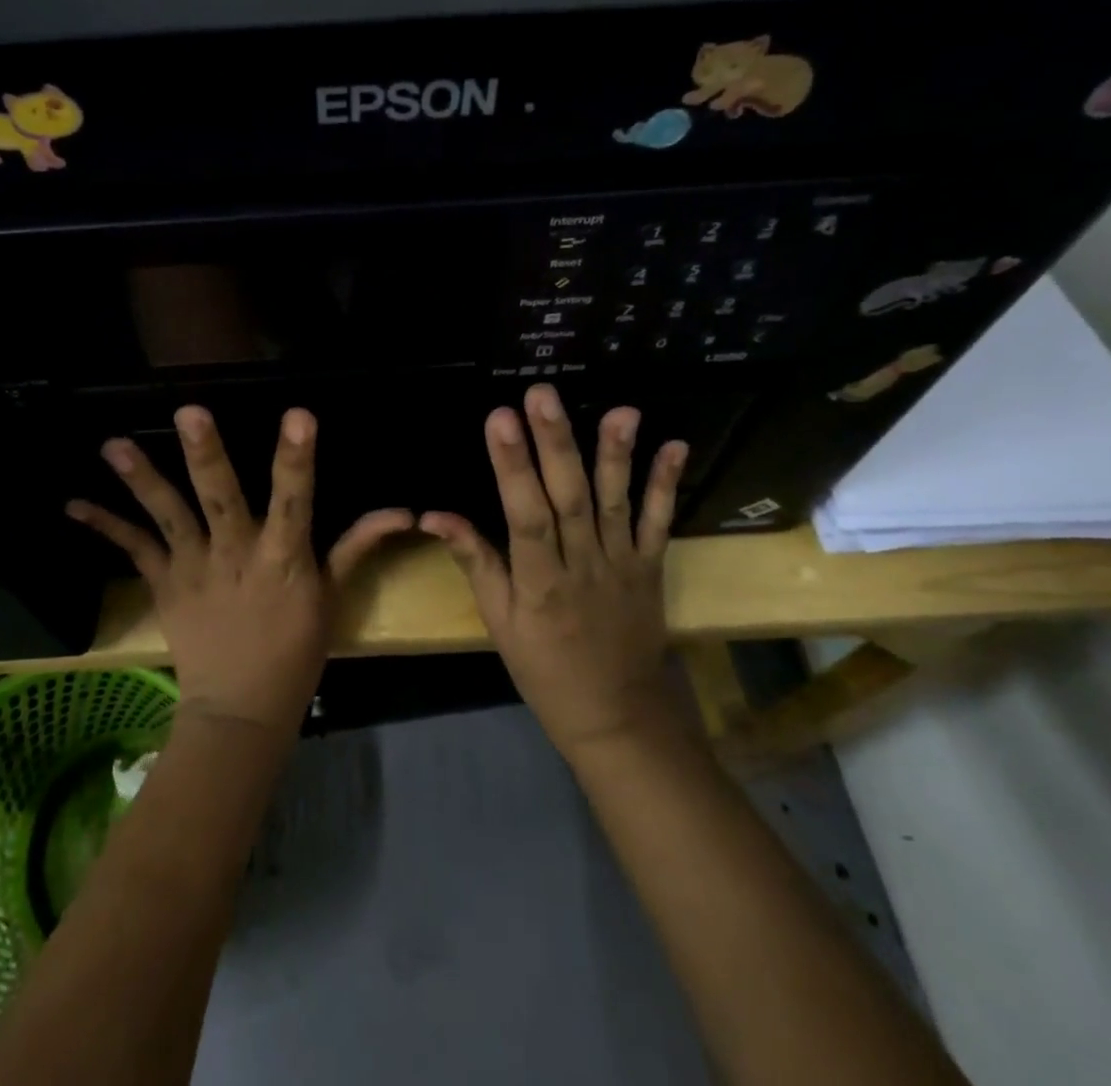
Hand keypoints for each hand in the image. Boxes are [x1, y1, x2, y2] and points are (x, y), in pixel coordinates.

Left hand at [68, 406, 413, 738]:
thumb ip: (358, 546)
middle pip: (221, 499)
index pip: (296, 500)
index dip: (296, 460)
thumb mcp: (333, 596)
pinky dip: (105, 527)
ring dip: (142, 480)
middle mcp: (235, 555)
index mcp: (283, 558)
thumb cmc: (296, 650)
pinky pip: (134, 551)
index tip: (299, 417)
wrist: (242, 709)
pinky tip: (74, 504)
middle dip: (207, 455)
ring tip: (114, 446)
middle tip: (189, 412)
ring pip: (168, 517)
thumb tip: (401, 511)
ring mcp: (194, 569)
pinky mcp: (165, 585)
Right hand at [421, 385, 689, 760]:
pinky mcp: (651, 568)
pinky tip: (675, 447)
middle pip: (569, 498)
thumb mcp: (499, 623)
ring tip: (620, 410)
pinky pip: (660, 524)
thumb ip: (474, 562)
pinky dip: (668, 486)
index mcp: (539, 584)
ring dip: (617, 455)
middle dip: (555, 443)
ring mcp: (622, 565)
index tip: (500, 418)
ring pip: (616, 504)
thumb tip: (435, 515)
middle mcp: (582, 567)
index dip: (512, 466)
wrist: (617, 717)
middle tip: (543, 394)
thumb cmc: (545, 670)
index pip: (524, 515)